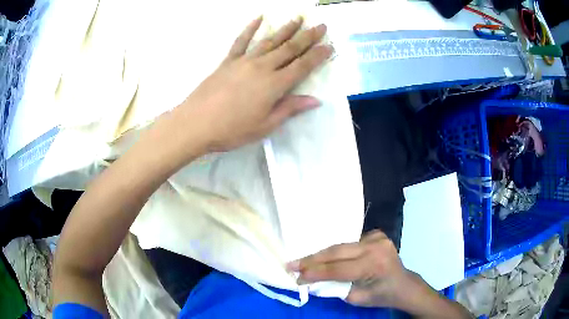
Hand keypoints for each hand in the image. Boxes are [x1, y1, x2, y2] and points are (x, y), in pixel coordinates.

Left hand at [175, 16, 332, 151]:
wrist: (196, 123)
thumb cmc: (232, 130)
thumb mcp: (265, 125)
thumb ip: (290, 108)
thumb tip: (315, 100)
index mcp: (275, 85)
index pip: (302, 66)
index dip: (318, 55)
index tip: (330, 45)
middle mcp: (262, 67)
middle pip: (289, 48)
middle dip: (307, 36)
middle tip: (320, 25)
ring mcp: (244, 61)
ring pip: (270, 41)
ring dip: (285, 29)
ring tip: (298, 19)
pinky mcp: (228, 61)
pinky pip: (241, 41)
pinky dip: (250, 29)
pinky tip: (258, 18)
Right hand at [287, 230, 407, 307]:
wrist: (404, 284)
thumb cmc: (382, 295)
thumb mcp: (356, 298)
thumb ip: (335, 287)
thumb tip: (312, 279)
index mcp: (374, 264)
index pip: (337, 269)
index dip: (314, 273)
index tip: (295, 276)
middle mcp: (376, 246)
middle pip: (336, 251)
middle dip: (312, 260)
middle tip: (292, 264)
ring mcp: (377, 237)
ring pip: (341, 246)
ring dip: (322, 254)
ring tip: (303, 261)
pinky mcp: (376, 234)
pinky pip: (350, 243)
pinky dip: (336, 251)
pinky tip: (326, 257)